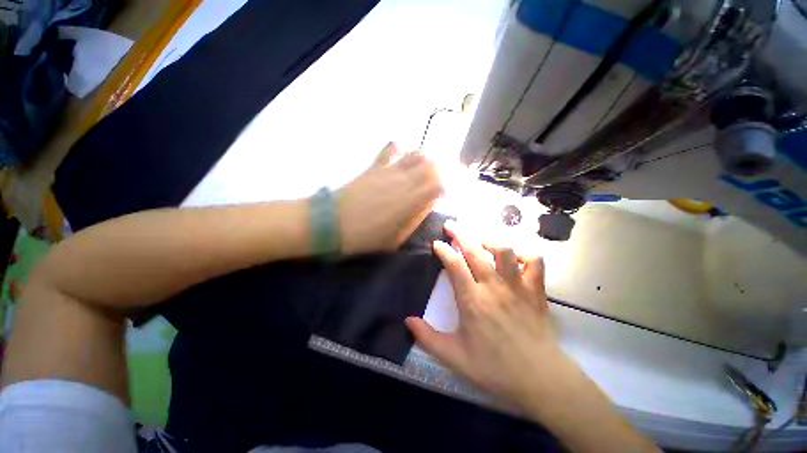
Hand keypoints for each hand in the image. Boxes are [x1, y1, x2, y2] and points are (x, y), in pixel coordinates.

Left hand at [338, 142, 441, 255]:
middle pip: (432, 165)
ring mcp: (389, 171)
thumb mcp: (395, 239)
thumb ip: (413, 220)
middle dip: (440, 172)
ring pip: (416, 154)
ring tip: (423, 169)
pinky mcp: (375, 166)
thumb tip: (425, 206)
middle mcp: (405, 181)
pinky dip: (400, 148)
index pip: (439, 185)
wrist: (333, 224)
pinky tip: (400, 155)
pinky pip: (391, 148)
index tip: (444, 196)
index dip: (446, 188)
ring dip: (425, 160)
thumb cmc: (365, 237)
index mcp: (411, 202)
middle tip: (436, 181)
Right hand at [405, 221, 568, 411]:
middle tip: (451, 225)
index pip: (454, 264)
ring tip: (479, 239)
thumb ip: (427, 338)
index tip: (436, 243)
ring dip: (489, 239)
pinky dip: (523, 254)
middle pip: (475, 249)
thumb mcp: (454, 357)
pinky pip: (534, 261)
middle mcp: (493, 286)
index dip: (443, 249)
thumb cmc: (495, 368)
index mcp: (472, 300)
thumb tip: (407, 320)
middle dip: (460, 233)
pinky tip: (513, 258)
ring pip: (504, 250)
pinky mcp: (535, 290)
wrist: (540, 380)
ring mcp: (517, 286)